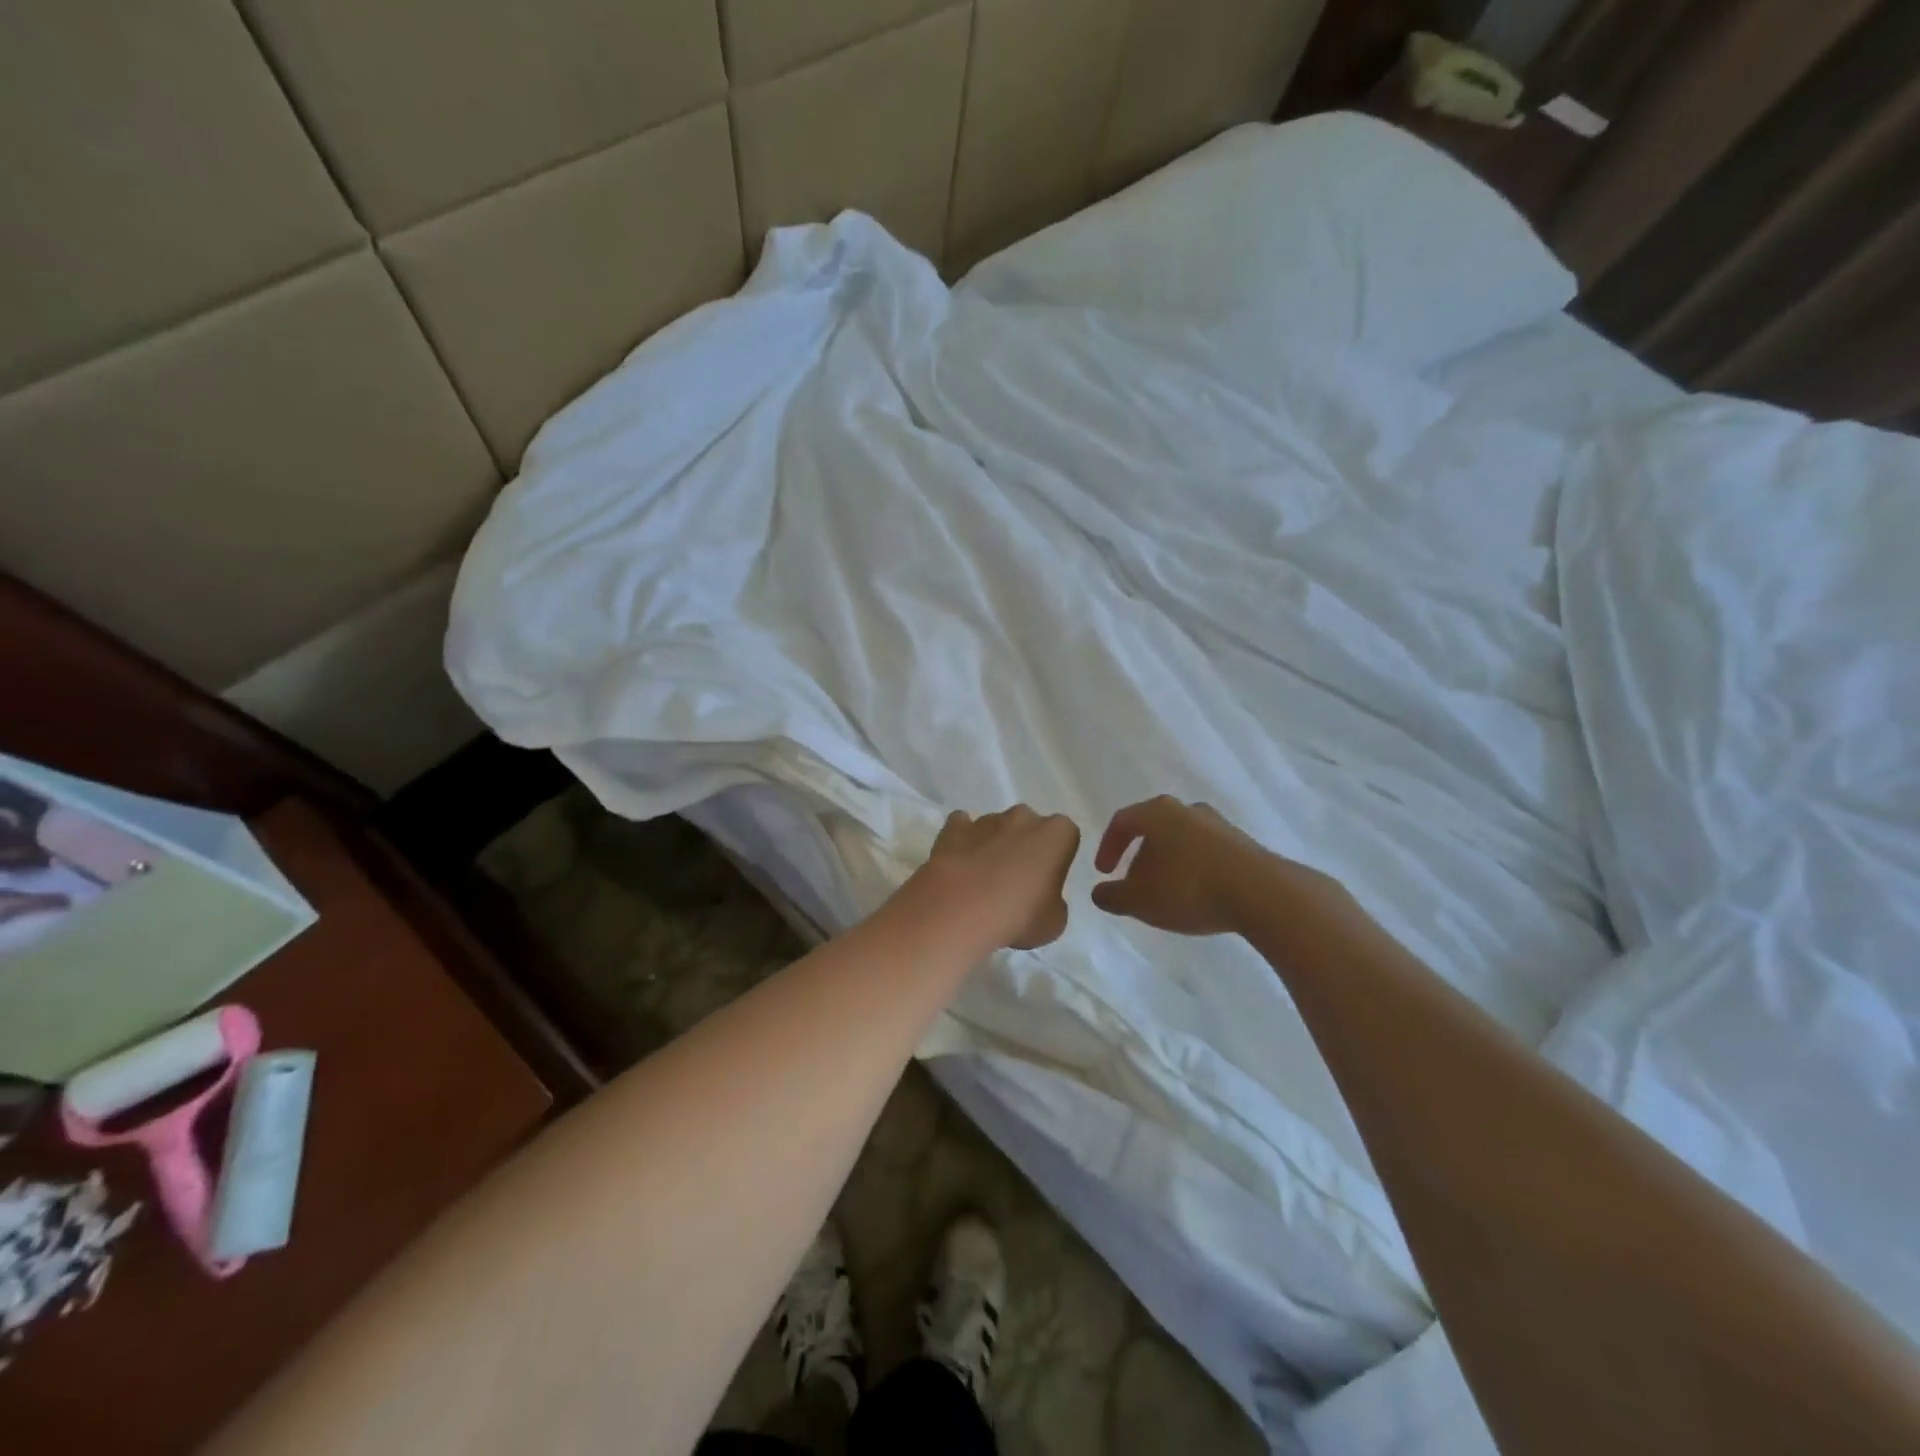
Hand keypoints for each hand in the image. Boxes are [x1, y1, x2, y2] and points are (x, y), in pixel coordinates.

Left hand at [913, 805, 1080, 950]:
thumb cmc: (1018, 915)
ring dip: (993, 845)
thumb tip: (1040, 897)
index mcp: (1056, 834)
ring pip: (995, 827)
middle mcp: (1023, 817)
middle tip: (1016, 879)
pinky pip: (961, 827)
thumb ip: (1054, 901)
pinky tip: (959, 864)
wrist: (961, 910)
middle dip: (1024, 844)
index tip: (1047, 879)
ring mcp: (986, 819)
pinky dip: (962, 841)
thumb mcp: (1054, 922)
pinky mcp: (954, 828)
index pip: (1065, 835)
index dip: (1057, 857)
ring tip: (982, 880)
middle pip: (1029, 826)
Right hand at [1091, 796, 1300, 936]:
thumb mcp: (1139, 900)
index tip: (1104, 871)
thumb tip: (1099, 893)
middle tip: (1135, 883)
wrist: (1262, 894)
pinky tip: (1198, 895)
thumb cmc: (1189, 888)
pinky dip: (1195, 870)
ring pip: (1183, 840)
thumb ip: (1113, 896)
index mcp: (1157, 813)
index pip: (1123, 821)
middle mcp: (1188, 810)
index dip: (1108, 846)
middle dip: (1141, 856)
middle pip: (1155, 828)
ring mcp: (1219, 825)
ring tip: (1168, 892)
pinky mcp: (1244, 844)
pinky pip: (1208, 853)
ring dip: (1170, 863)